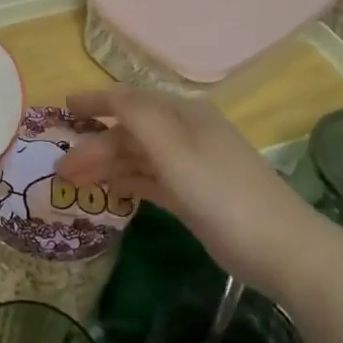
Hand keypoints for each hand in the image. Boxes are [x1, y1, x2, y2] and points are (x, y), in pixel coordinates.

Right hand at [55, 87, 339, 300]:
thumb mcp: (175, 151)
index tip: (63, 108)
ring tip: (74, 185)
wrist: (282, 249)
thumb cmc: (222, 193)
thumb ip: (138, 117)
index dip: (97, 101)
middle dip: (94, 146)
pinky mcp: (193, 195)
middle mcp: (186, 135)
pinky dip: (127, 183)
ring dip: (105, 166)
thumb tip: (108, 93)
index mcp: (185, 116)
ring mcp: (191, 166)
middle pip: (131, 132)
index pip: (131, 99)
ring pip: (138, 158)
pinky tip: (107, 193)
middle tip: (61, 170)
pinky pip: (150, 180)